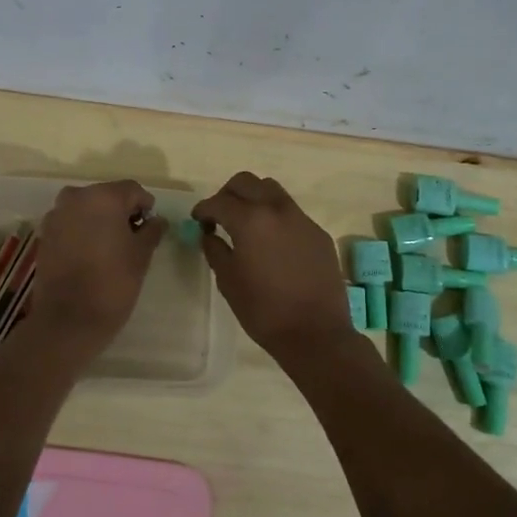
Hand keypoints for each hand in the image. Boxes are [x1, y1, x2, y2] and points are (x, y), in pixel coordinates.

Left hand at [28, 180, 165, 343]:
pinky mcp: (44, 234)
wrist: (68, 319)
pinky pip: (70, 223)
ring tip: (111, 248)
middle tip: (133, 239)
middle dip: (121, 212)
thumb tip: (157, 221)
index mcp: (103, 197)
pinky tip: (90, 255)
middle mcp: (76, 197)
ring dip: (100, 221)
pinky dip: (82, 231)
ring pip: (86, 209)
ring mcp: (56, 215)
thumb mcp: (141, 256)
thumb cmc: (113, 283)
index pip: (132, 190)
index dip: (145, 206)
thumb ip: (151, 231)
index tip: (151, 228)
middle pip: (106, 196)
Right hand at [192, 172, 352, 357]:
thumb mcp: (228, 281)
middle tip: (220, 215)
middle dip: (228, 194)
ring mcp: (302, 219)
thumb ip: (215, 250)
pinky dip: (275, 217)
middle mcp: (277, 210)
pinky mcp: (318, 233)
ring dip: (254, 199)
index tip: (198, 220)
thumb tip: (209, 234)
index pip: (219, 201)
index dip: (203, 209)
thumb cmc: (264, 310)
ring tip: (247, 223)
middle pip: (247, 182)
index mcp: (250, 221)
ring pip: (272, 191)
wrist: (316, 334)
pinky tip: (273, 243)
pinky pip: (292, 213)